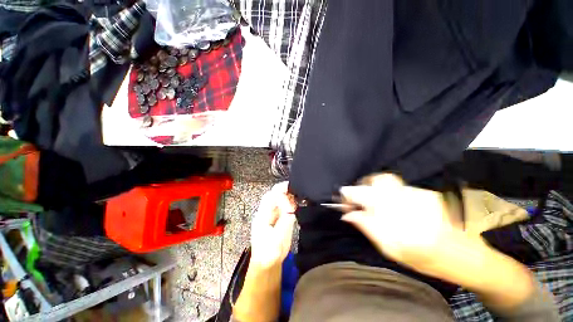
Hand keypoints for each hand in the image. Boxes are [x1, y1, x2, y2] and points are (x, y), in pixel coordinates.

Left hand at [250, 182, 296, 269]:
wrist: (266, 264)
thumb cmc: (269, 253)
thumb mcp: (278, 238)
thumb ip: (285, 221)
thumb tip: (291, 208)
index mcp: (262, 216)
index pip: (270, 198)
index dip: (280, 194)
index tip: (290, 196)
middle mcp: (265, 213)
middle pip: (272, 195)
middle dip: (283, 190)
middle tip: (294, 188)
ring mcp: (269, 216)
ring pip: (276, 200)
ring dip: (286, 196)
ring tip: (296, 195)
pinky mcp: (274, 219)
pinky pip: (281, 207)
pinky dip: (288, 203)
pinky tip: (294, 204)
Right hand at [339, 174, 465, 273]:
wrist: (467, 256)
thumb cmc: (427, 259)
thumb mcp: (392, 250)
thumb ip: (368, 228)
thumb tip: (348, 215)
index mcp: (398, 217)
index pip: (364, 196)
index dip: (349, 195)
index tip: (343, 201)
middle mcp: (408, 200)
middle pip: (377, 180)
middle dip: (362, 186)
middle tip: (357, 198)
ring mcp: (418, 193)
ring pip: (386, 182)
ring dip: (374, 189)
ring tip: (373, 202)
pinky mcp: (424, 192)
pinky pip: (397, 187)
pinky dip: (387, 192)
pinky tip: (392, 205)